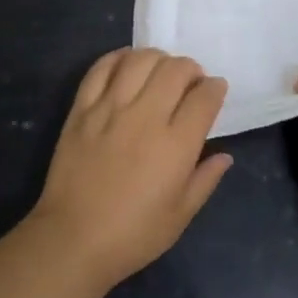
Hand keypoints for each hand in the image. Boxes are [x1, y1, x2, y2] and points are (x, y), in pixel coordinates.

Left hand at [28, 48, 233, 287]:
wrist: (73, 240)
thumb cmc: (133, 235)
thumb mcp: (180, 216)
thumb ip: (206, 180)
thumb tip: (224, 155)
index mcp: (176, 145)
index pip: (204, 97)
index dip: (215, 88)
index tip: (215, 90)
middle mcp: (146, 117)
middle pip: (176, 69)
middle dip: (191, 69)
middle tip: (190, 83)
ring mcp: (110, 108)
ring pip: (140, 60)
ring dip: (158, 59)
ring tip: (160, 72)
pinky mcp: (82, 108)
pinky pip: (101, 68)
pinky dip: (119, 58)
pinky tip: (128, 65)